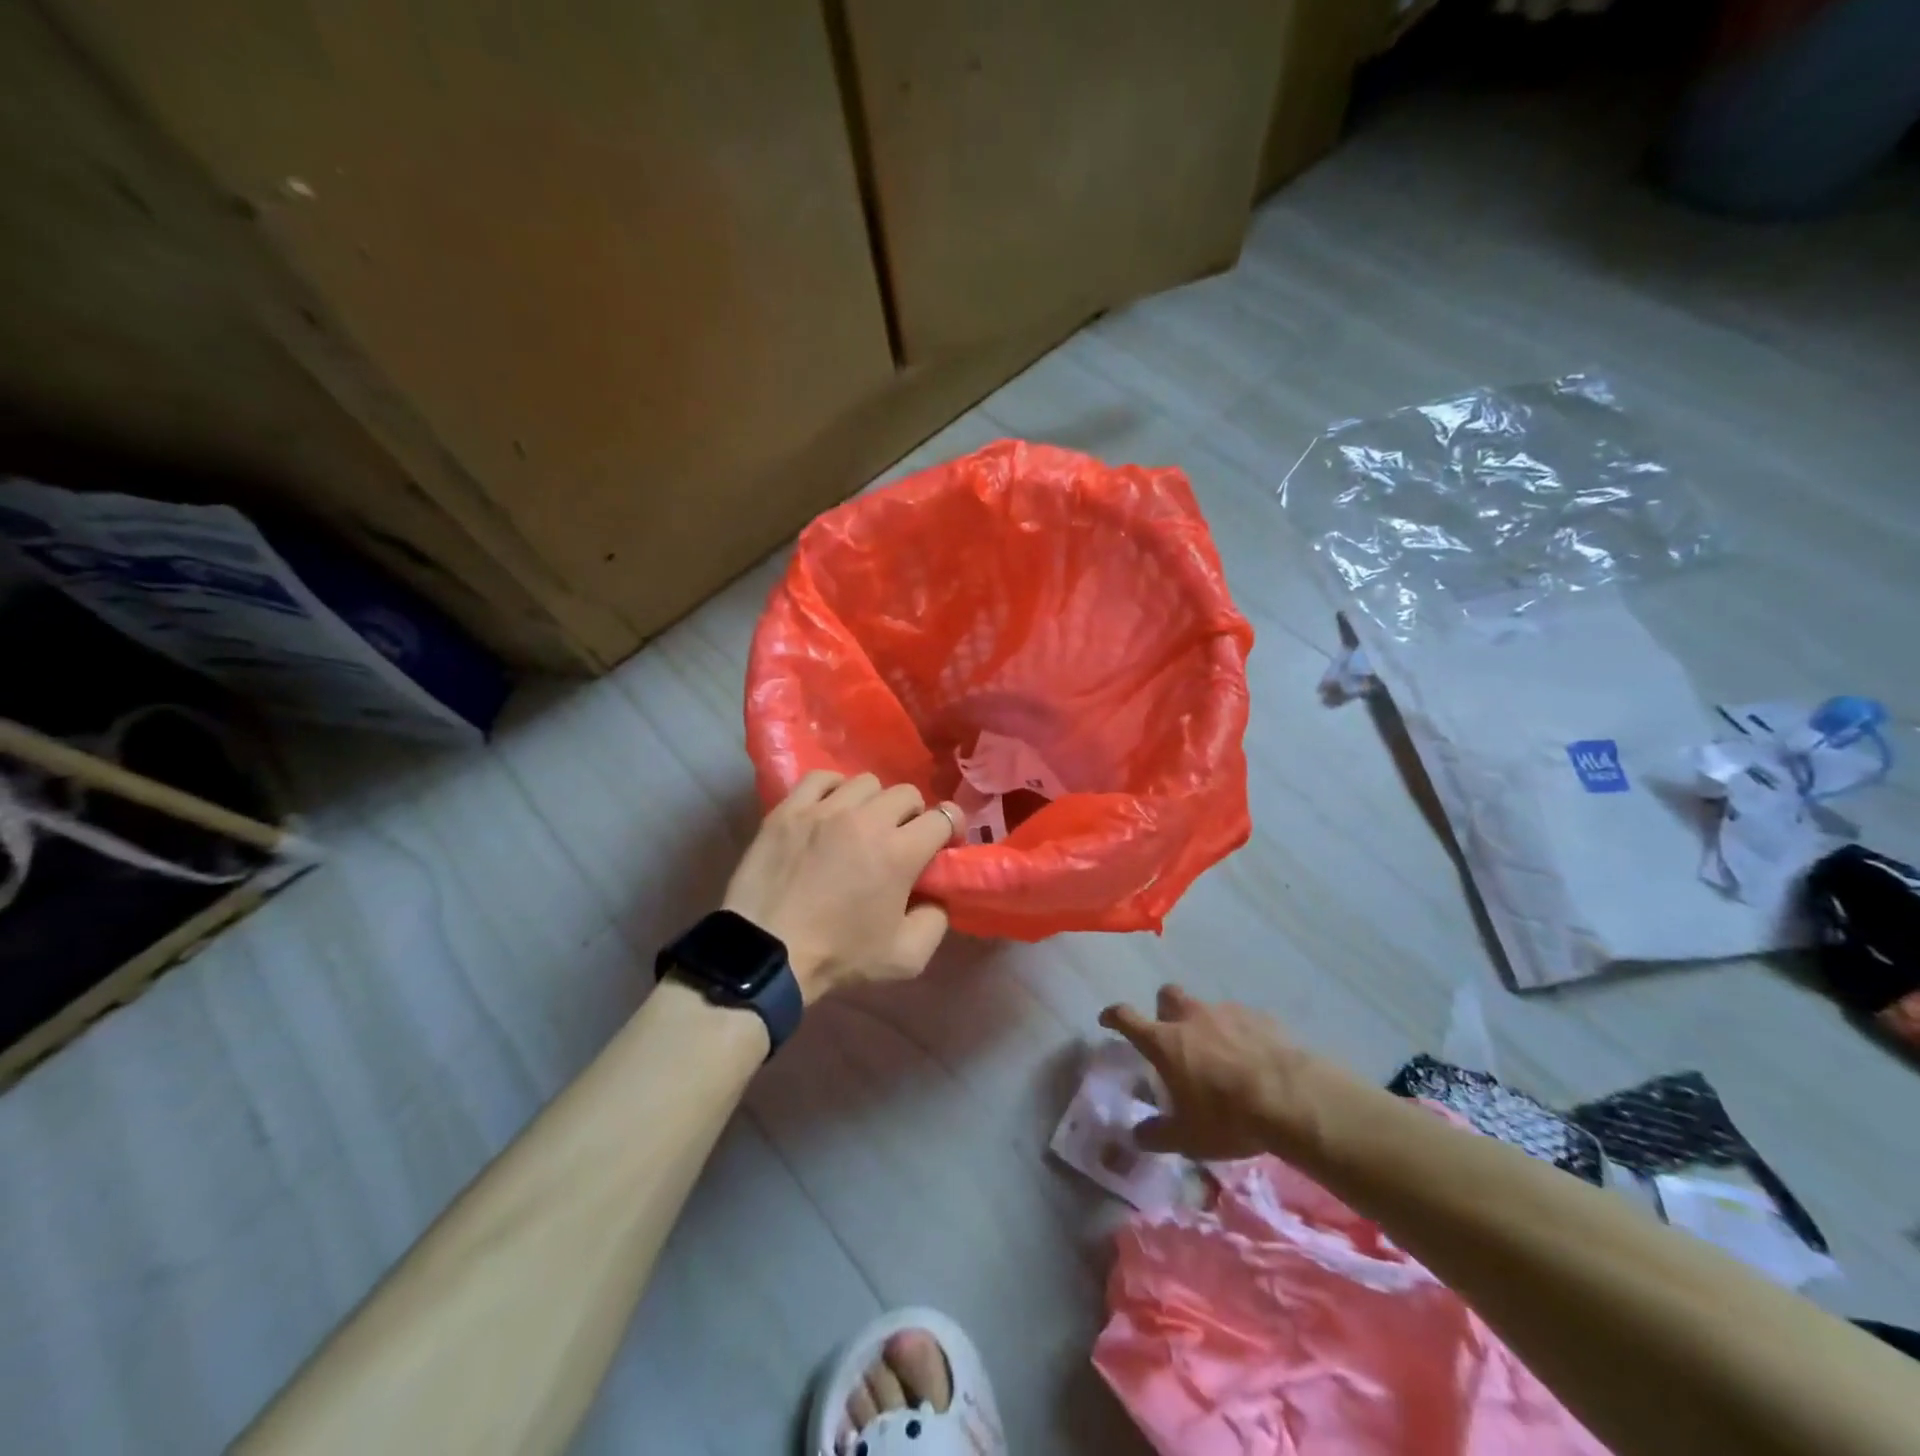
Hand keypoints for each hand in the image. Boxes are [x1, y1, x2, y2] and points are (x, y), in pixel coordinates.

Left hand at [723, 772, 963, 1002]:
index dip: (951, 829)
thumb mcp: (906, 957)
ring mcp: (824, 809)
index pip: (943, 818)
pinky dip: (833, 789)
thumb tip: (936, 895)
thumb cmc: (838, 956)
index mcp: (900, 852)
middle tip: (899, 840)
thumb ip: (936, 921)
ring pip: (866, 782)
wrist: (767, 953)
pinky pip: (821, 778)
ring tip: (861, 825)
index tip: (943, 845)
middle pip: (907, 793)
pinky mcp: (789, 810)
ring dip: (873, 802)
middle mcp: (867, 819)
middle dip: (912, 816)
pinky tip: (830, 810)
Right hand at [1099, 986, 1339, 1160]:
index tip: (1108, 1019)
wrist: (1292, 1099)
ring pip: (1206, 1007)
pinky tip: (1254, 1058)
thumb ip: (1157, 1134)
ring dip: (1206, 1024)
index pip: (1127, 1018)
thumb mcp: (1187, 1138)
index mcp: (1164, 1041)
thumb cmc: (1228, 1117)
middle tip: (1173, 1035)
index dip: (1114, 1016)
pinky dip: (1240, 1033)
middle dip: (1165, 1009)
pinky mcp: (1260, 1017)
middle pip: (1167, 995)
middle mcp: (1190, 1017)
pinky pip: (1242, 1019)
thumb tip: (1135, 1135)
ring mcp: (1226, 1012)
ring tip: (1221, 1054)